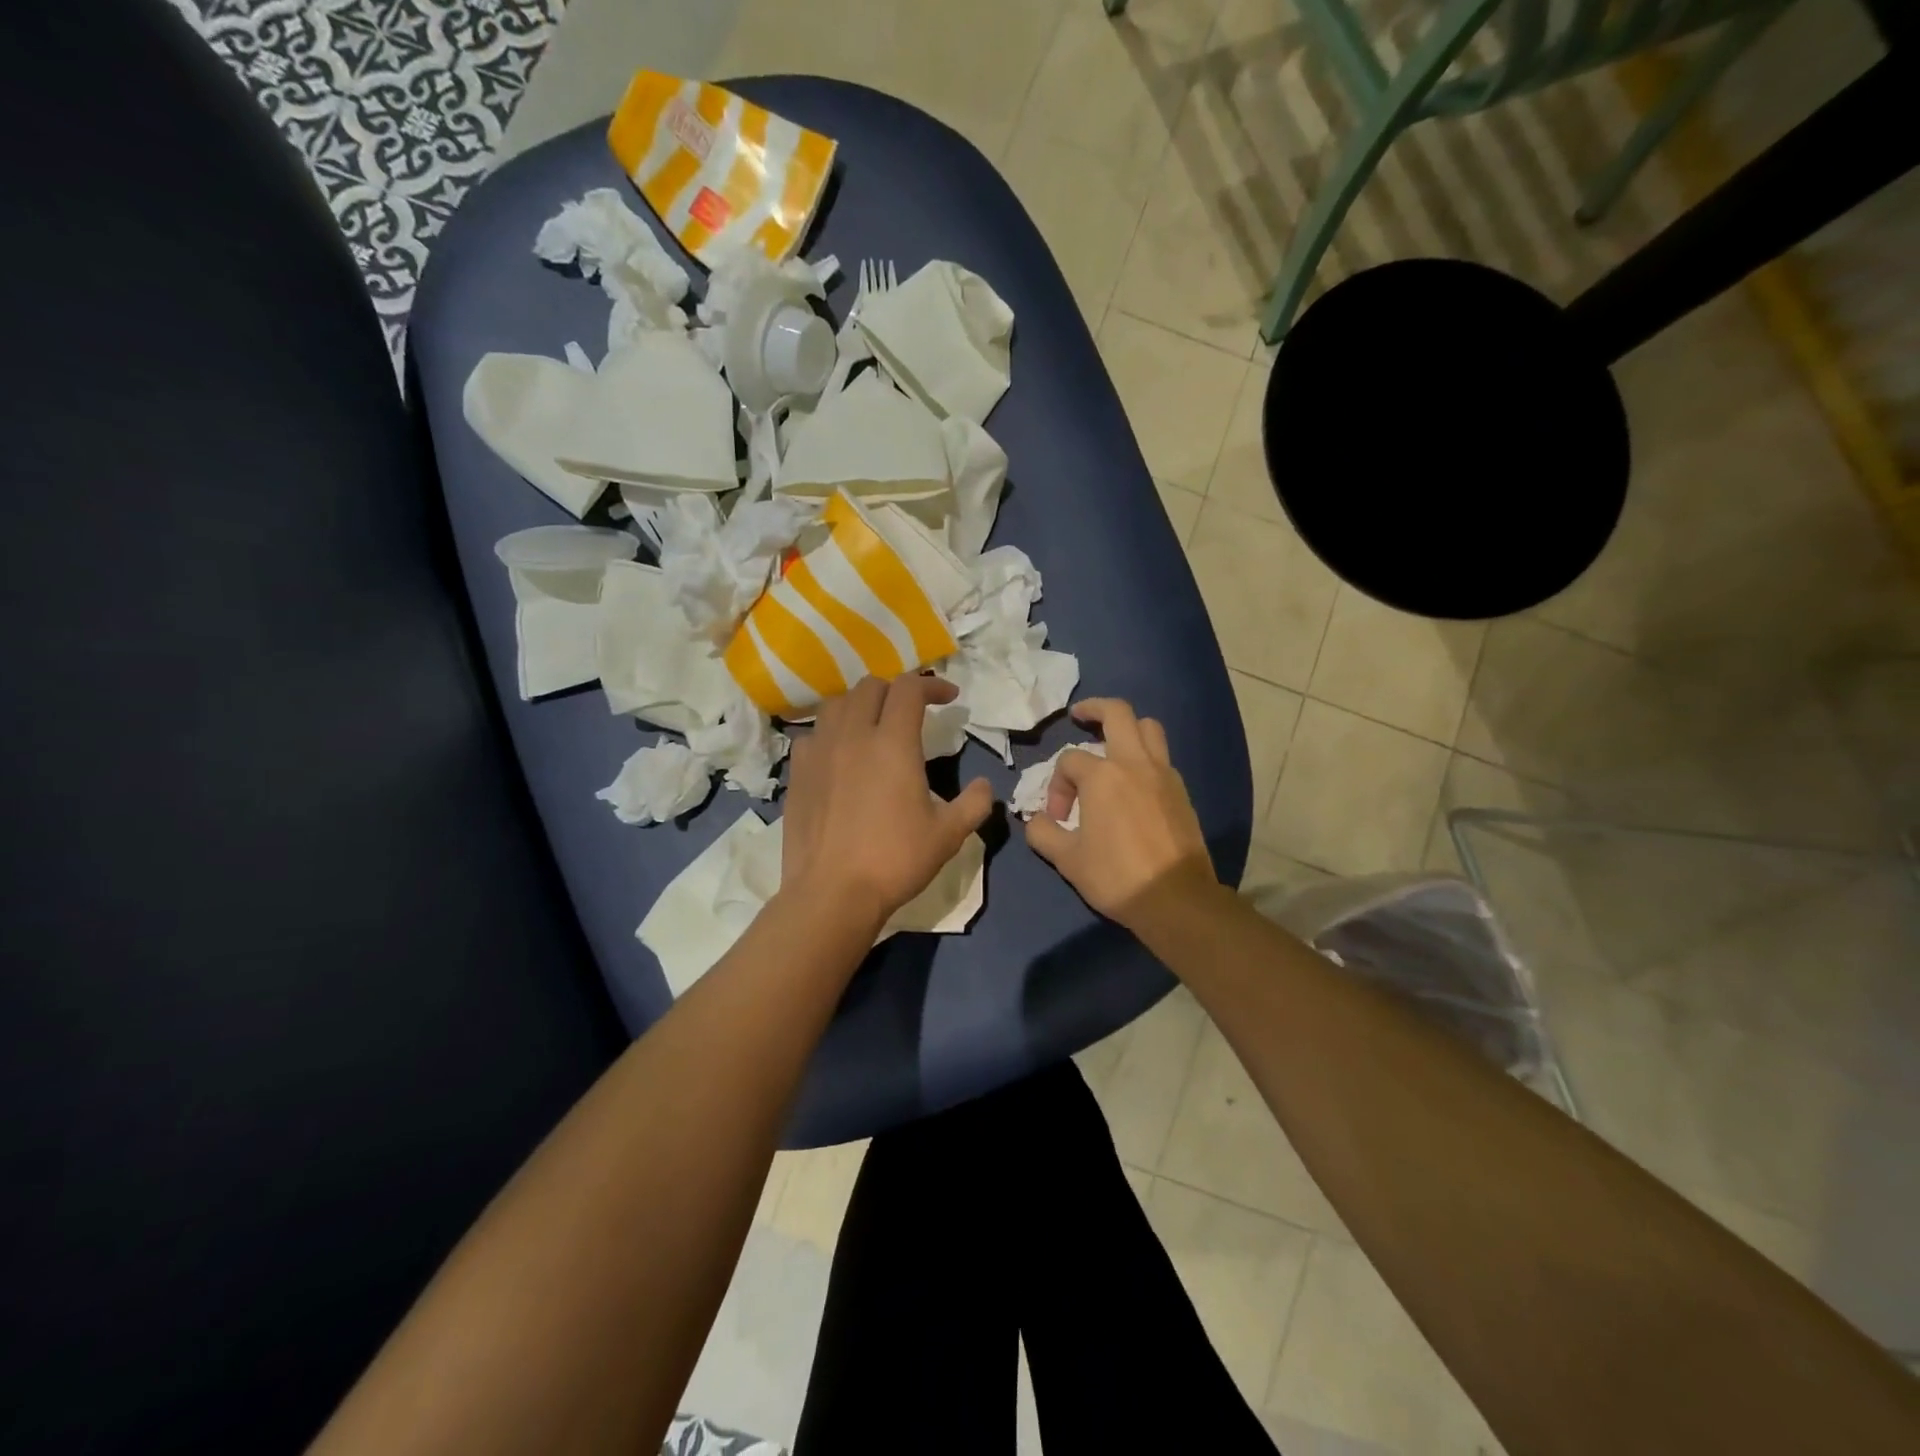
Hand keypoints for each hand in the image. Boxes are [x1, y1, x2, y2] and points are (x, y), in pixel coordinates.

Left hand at [781, 675, 993, 932]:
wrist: (832, 892)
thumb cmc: (895, 860)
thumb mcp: (949, 835)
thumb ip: (974, 803)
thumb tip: (986, 786)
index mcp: (892, 742)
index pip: (909, 688)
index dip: (932, 684)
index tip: (948, 697)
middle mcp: (853, 735)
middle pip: (870, 687)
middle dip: (896, 690)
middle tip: (912, 711)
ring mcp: (819, 751)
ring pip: (836, 704)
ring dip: (860, 704)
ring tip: (873, 724)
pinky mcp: (797, 772)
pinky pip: (813, 735)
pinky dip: (831, 733)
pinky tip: (839, 754)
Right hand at [1025, 699, 1215, 926]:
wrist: (1177, 899)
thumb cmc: (1116, 876)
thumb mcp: (1067, 859)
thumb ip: (1043, 833)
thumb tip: (1035, 820)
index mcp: (1103, 776)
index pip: (1070, 760)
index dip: (1057, 784)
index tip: (1059, 817)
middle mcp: (1135, 763)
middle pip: (1117, 713)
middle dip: (1094, 708)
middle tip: (1079, 716)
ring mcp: (1164, 774)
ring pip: (1149, 727)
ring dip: (1127, 727)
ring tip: (1111, 743)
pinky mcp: (1182, 791)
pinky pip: (1162, 757)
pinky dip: (1145, 755)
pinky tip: (1134, 780)